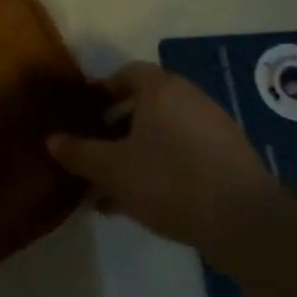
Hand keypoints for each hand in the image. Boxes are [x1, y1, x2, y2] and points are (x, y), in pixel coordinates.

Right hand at [47, 63, 279, 253]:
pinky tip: (141, 204)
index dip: (101, 90)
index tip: (83, 112)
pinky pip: (183, 155)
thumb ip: (79, 152)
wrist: (245, 222)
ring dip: (135, 155)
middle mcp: (189, 99)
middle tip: (92, 152)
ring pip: (162, 135)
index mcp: (161, 89)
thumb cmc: (169, 180)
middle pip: (144, 106)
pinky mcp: (229, 160)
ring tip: (110, 188)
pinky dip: (160, 169)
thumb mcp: (111, 168)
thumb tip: (51, 139)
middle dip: (114, 129)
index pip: (126, 74)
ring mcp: (213, 129)